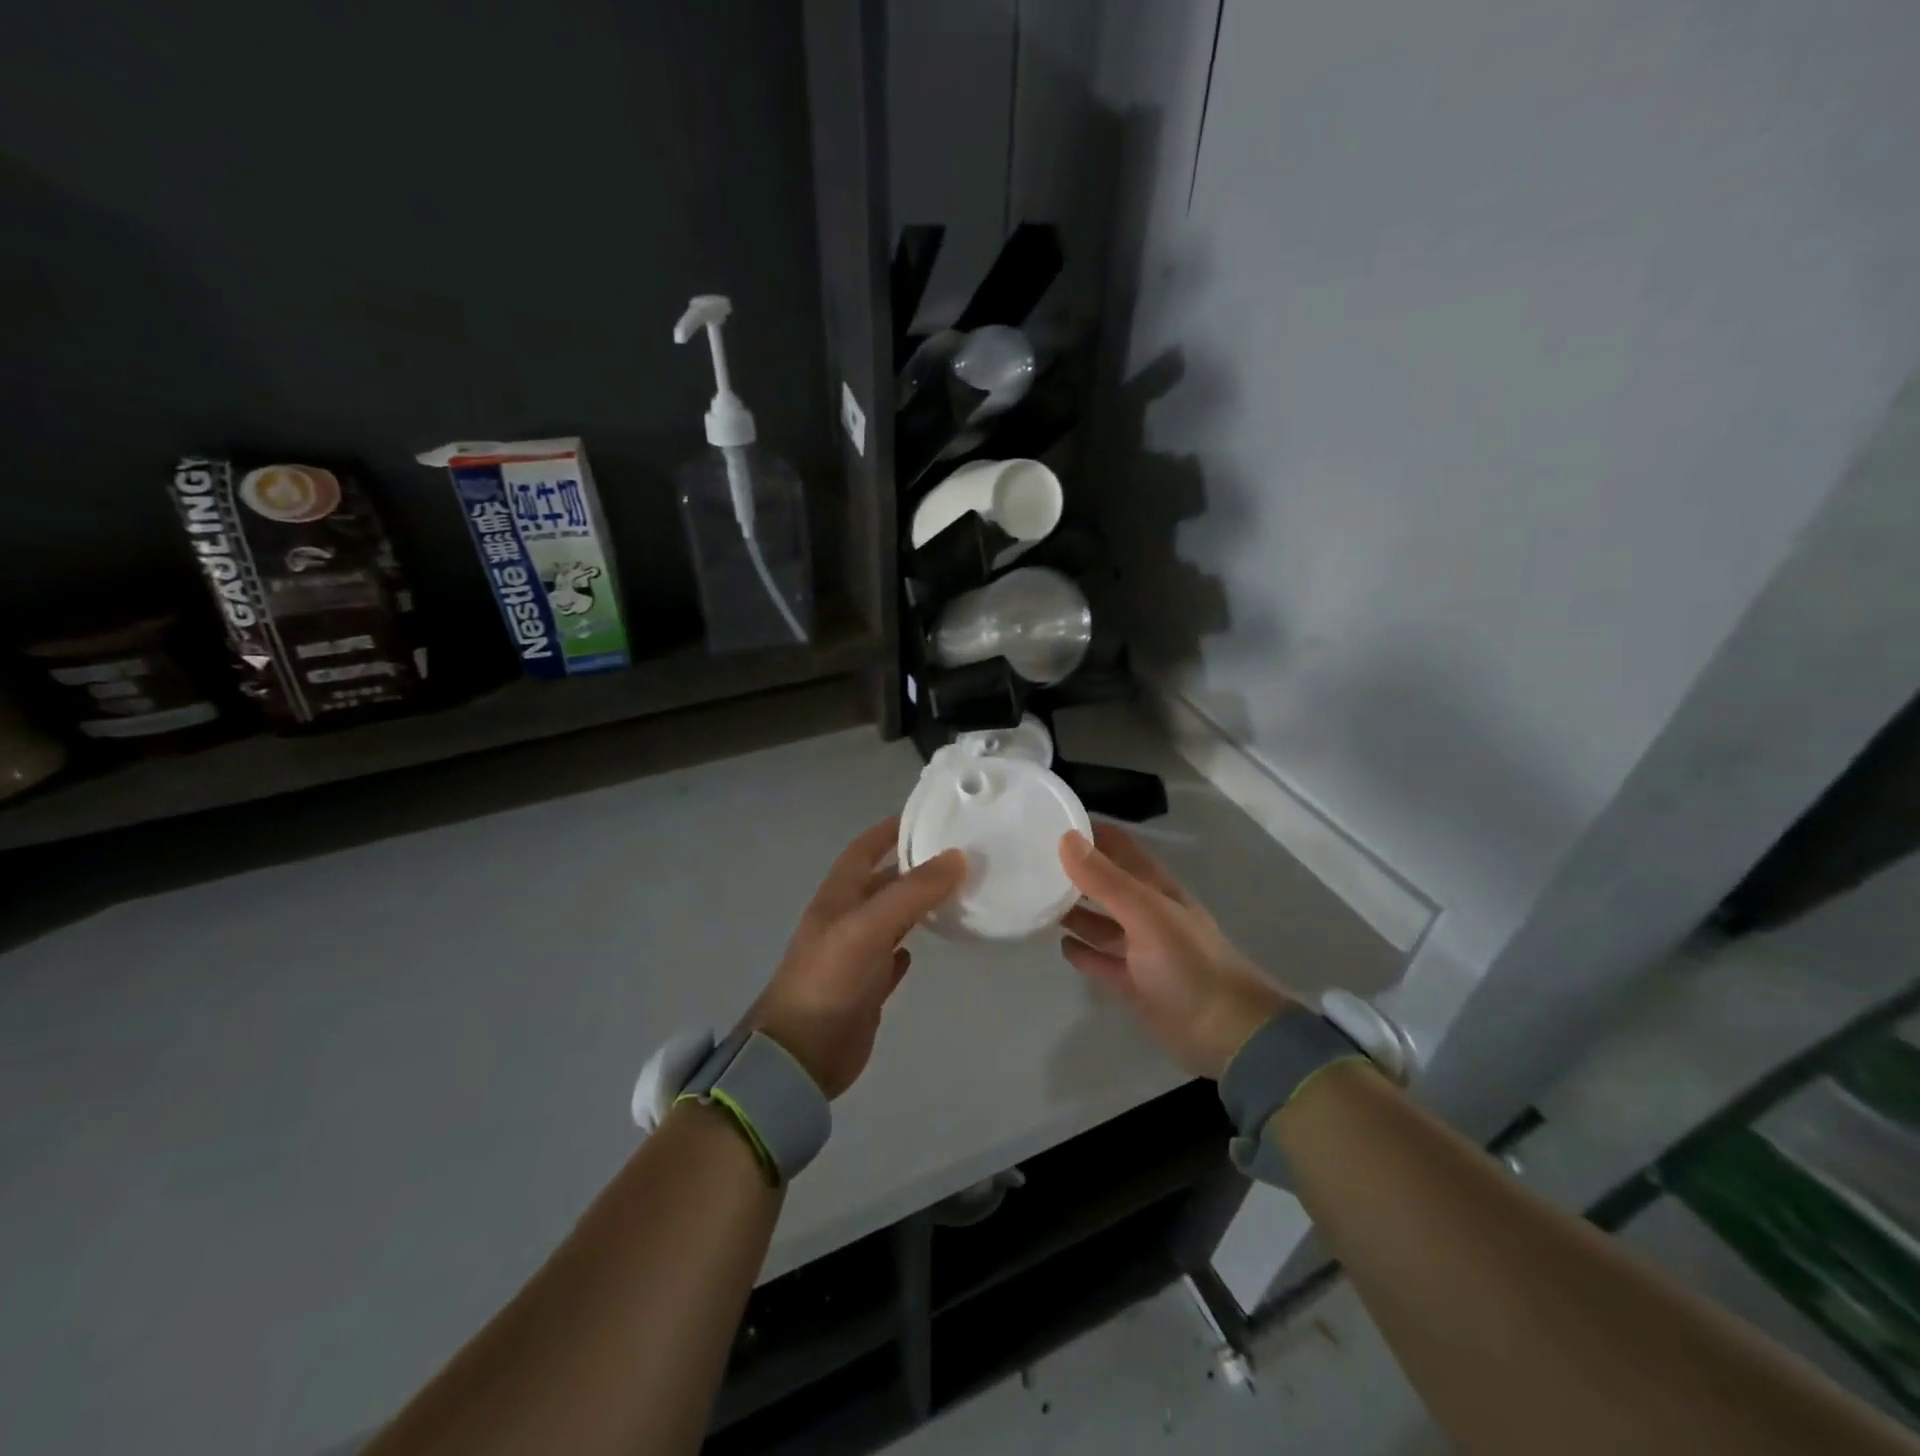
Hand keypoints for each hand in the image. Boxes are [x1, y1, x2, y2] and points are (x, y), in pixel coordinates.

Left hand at [747, 818, 965, 1097]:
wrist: (799, 1055)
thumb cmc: (829, 979)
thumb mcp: (869, 927)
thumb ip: (912, 892)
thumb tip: (957, 857)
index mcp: (838, 896)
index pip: (864, 848)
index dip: (890, 829)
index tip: (928, 815)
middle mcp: (846, 919)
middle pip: (882, 882)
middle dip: (913, 866)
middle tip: (959, 856)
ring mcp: (855, 955)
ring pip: (890, 918)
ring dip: (916, 904)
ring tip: (956, 893)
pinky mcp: (865, 988)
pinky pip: (891, 958)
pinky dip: (908, 947)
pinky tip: (927, 947)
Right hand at [1058, 824, 1292, 1078]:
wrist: (1226, 1031)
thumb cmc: (1187, 962)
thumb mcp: (1145, 913)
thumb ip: (1105, 879)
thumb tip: (1065, 837)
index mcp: (1154, 887)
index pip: (1118, 846)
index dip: (1089, 832)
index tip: (1050, 820)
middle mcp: (1145, 912)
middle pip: (1105, 883)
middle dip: (1075, 871)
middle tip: (1030, 859)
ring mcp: (1139, 949)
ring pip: (1100, 922)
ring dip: (1074, 911)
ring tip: (1036, 899)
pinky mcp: (1132, 982)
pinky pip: (1101, 960)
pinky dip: (1082, 951)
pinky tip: (1060, 944)